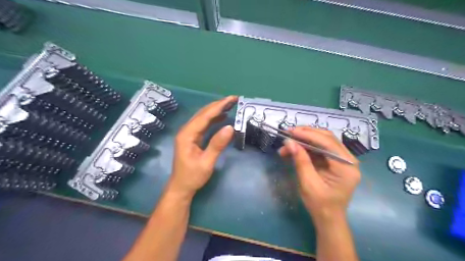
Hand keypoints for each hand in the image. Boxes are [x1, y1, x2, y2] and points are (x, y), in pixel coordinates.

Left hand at [168, 96, 237, 199]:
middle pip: (203, 113)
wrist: (181, 187)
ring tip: (230, 104)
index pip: (204, 116)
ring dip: (216, 110)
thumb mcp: (206, 162)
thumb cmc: (192, 176)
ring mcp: (189, 134)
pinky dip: (214, 119)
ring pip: (203, 117)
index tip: (231, 99)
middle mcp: (186, 131)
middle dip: (218, 105)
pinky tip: (222, 117)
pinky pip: (204, 124)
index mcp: (187, 134)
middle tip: (233, 99)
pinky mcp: (193, 138)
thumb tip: (230, 127)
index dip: (218, 106)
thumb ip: (217, 144)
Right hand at [277, 126, 360, 224]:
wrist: (328, 218)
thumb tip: (289, 142)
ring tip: (287, 145)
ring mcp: (343, 160)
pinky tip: (294, 150)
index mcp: (346, 167)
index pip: (327, 143)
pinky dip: (306, 147)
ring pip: (322, 141)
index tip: (290, 131)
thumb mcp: (308, 183)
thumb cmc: (320, 205)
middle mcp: (348, 160)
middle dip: (306, 134)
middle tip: (288, 133)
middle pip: (327, 138)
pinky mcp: (335, 161)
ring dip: (304, 140)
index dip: (308, 134)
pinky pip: (320, 149)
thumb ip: (300, 160)